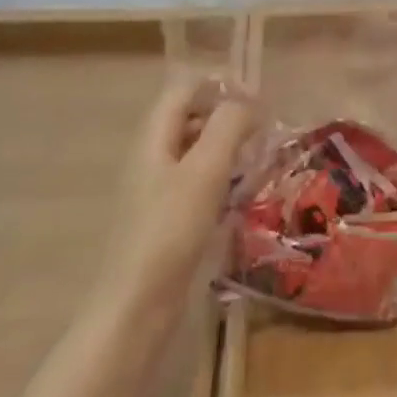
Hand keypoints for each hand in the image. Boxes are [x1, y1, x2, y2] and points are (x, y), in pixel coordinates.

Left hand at [96, 77, 257, 317]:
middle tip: (262, 127)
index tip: (254, 96)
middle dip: (225, 115)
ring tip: (258, 157)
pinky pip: (194, 183)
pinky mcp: (164, 221)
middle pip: (188, 117)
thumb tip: (249, 100)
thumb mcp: (206, 170)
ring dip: (224, 147)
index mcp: (153, 137)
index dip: (218, 84)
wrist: (134, 312)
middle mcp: (150, 157)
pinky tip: (239, 196)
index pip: (184, 89)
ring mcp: (154, 191)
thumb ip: (228, 126)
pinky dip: (218, 178)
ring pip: (193, 151)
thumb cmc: (170, 232)